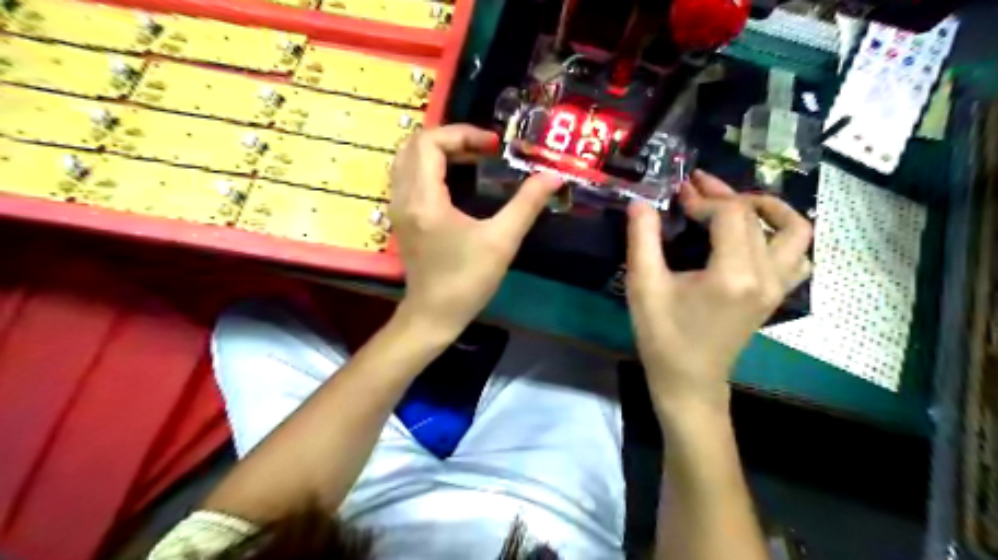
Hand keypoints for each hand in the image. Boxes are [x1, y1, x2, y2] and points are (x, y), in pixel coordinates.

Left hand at [389, 122, 560, 336]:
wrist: (434, 315)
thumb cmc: (467, 281)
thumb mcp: (502, 241)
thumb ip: (527, 204)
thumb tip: (553, 176)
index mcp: (424, 199)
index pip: (429, 142)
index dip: (463, 134)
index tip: (493, 146)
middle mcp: (403, 197)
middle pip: (414, 144)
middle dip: (451, 138)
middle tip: (483, 149)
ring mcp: (398, 208)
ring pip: (408, 159)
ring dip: (439, 151)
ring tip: (472, 159)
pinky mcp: (402, 218)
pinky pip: (409, 176)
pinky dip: (430, 166)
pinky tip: (457, 180)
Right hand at [627, 173, 813, 417]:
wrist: (689, 380)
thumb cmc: (663, 336)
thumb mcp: (644, 286)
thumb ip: (642, 239)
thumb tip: (640, 202)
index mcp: (733, 274)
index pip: (731, 214)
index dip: (703, 198)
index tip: (676, 195)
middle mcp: (766, 276)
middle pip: (757, 216)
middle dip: (724, 195)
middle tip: (696, 187)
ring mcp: (778, 287)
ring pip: (796, 232)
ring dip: (770, 210)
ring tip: (738, 204)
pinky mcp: (776, 296)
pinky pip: (797, 257)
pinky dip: (782, 238)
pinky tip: (754, 238)